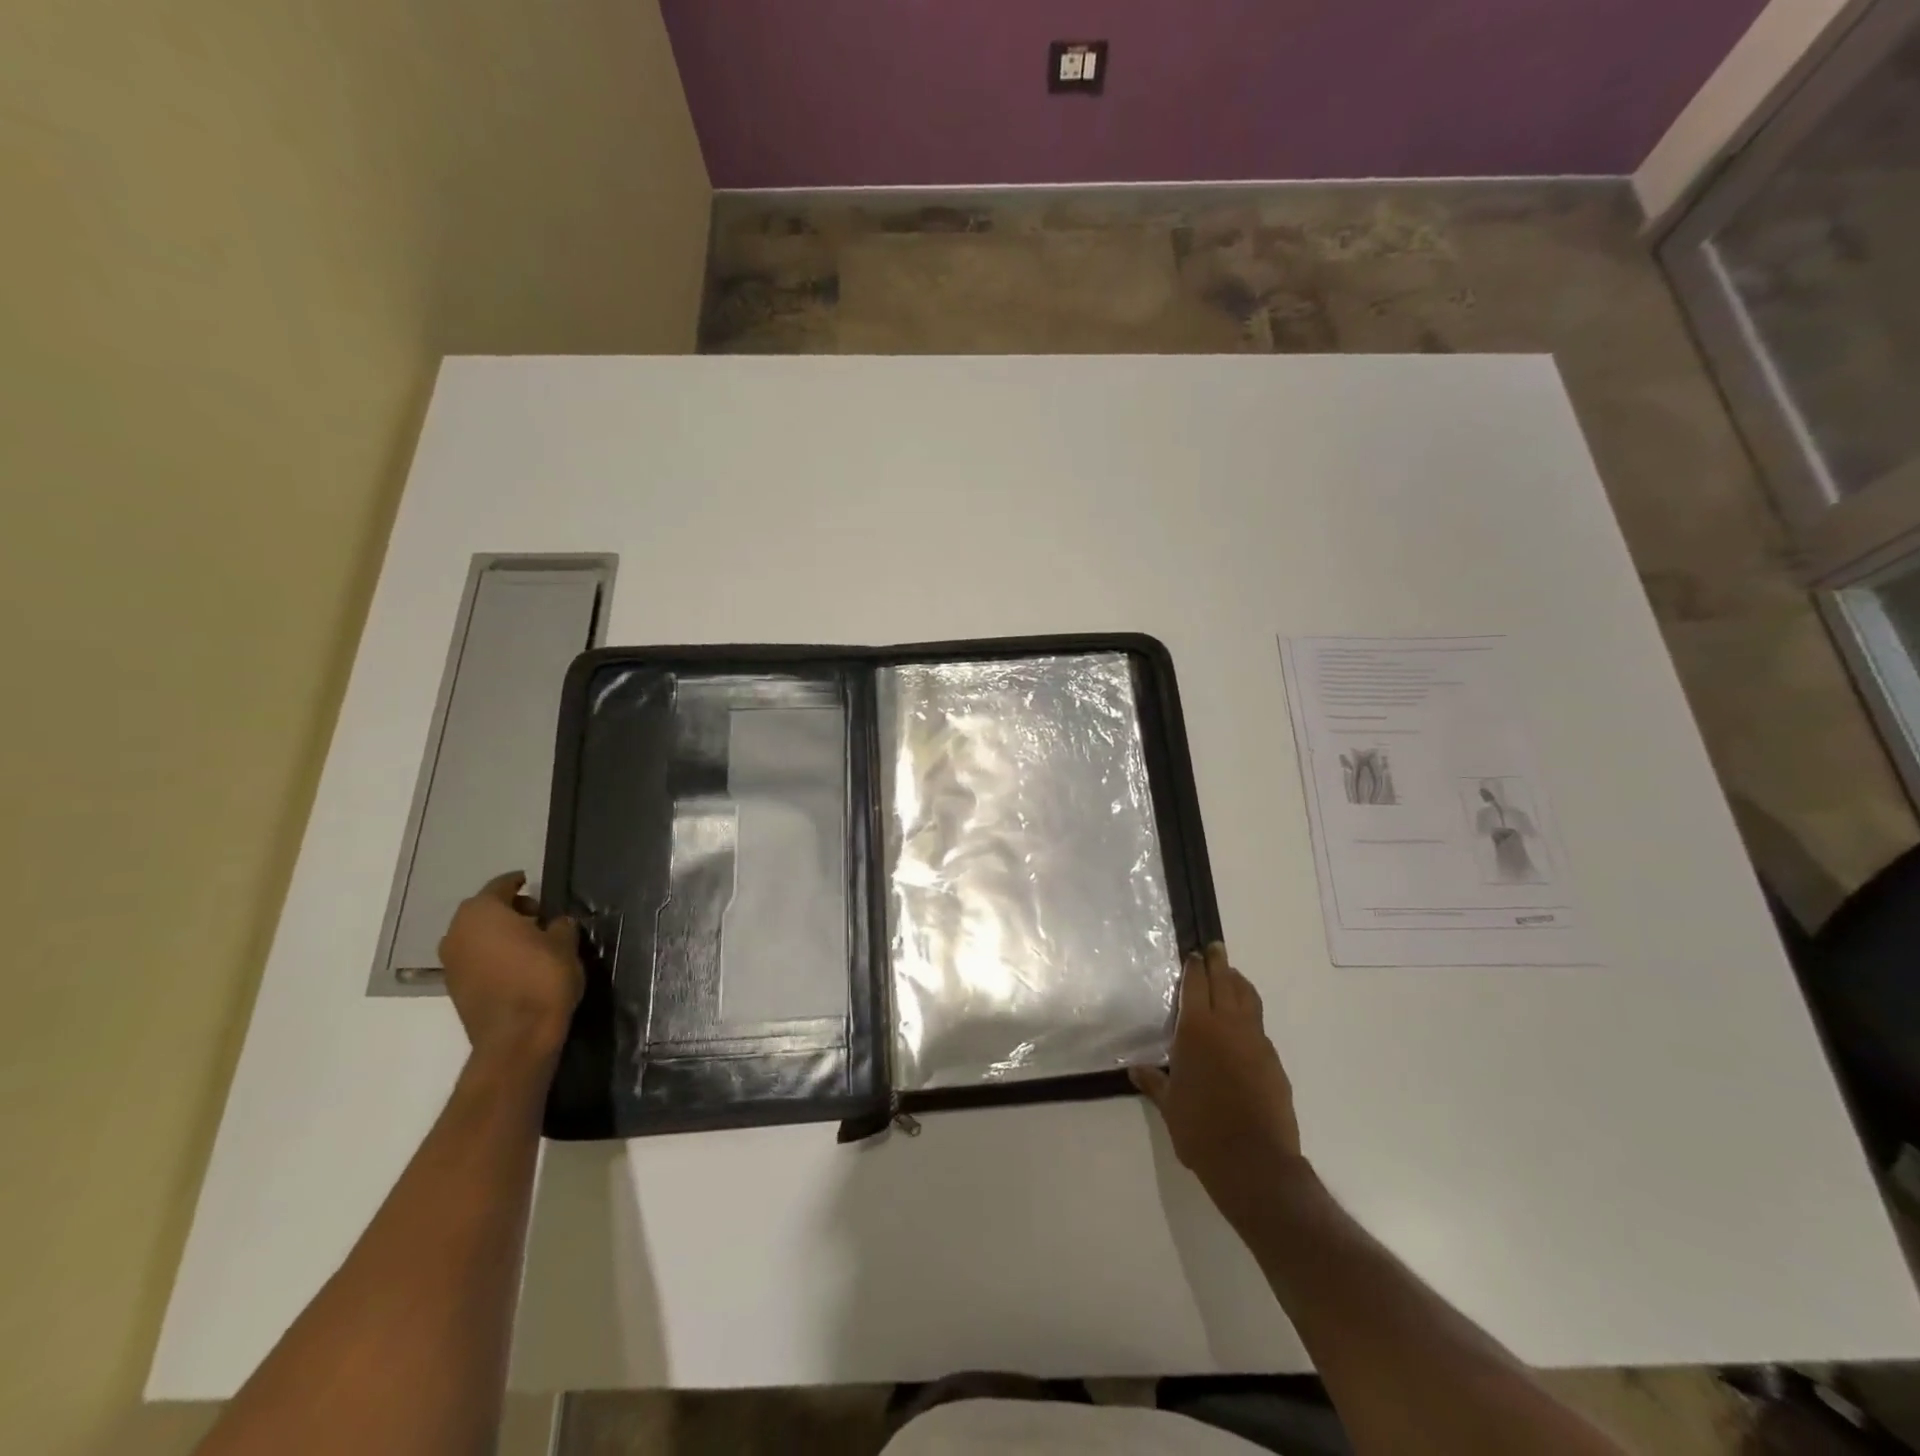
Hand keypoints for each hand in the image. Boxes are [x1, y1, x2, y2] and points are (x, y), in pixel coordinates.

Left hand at [439, 871, 583, 1068]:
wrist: (517, 1037)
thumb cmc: (542, 978)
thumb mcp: (564, 944)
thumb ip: (559, 925)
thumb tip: (555, 923)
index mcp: (482, 912)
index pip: (500, 886)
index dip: (518, 882)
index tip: (531, 882)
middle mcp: (457, 932)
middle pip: (484, 911)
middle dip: (509, 910)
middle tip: (538, 916)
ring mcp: (451, 962)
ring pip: (477, 936)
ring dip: (499, 934)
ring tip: (530, 942)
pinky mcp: (454, 988)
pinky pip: (475, 959)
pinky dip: (493, 955)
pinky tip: (517, 964)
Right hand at [1131, 944, 1304, 1225]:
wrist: (1254, 1162)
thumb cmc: (1201, 1129)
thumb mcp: (1169, 1106)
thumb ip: (1154, 1082)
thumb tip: (1136, 1069)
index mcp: (1197, 1030)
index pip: (1196, 984)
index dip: (1194, 967)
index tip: (1194, 954)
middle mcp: (1228, 1026)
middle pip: (1226, 982)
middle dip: (1219, 963)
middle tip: (1215, 949)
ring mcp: (1256, 1042)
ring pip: (1249, 999)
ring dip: (1239, 983)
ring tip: (1232, 977)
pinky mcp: (1274, 1062)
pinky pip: (1259, 1028)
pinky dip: (1249, 1016)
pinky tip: (1243, 1029)